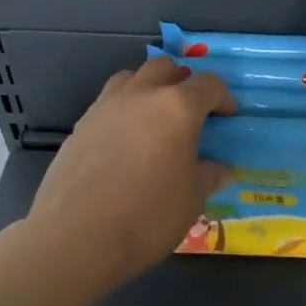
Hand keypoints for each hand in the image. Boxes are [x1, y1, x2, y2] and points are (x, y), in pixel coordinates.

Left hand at [28, 56, 233, 287]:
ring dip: (148, 90)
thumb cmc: (149, 214)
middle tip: (191, 113)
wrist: (78, 236)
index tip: (228, 118)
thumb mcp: (193, 198)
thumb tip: (219, 170)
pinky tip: (126, 146)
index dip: (223, 98)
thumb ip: (209, 176)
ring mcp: (104, 107)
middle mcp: (140, 96)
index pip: (208, 85)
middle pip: (165, 69)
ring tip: (155, 121)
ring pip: (131, 79)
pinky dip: (123, 113)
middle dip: (183, 84)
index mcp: (177, 107)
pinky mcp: (80, 127)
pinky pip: (107, 105)